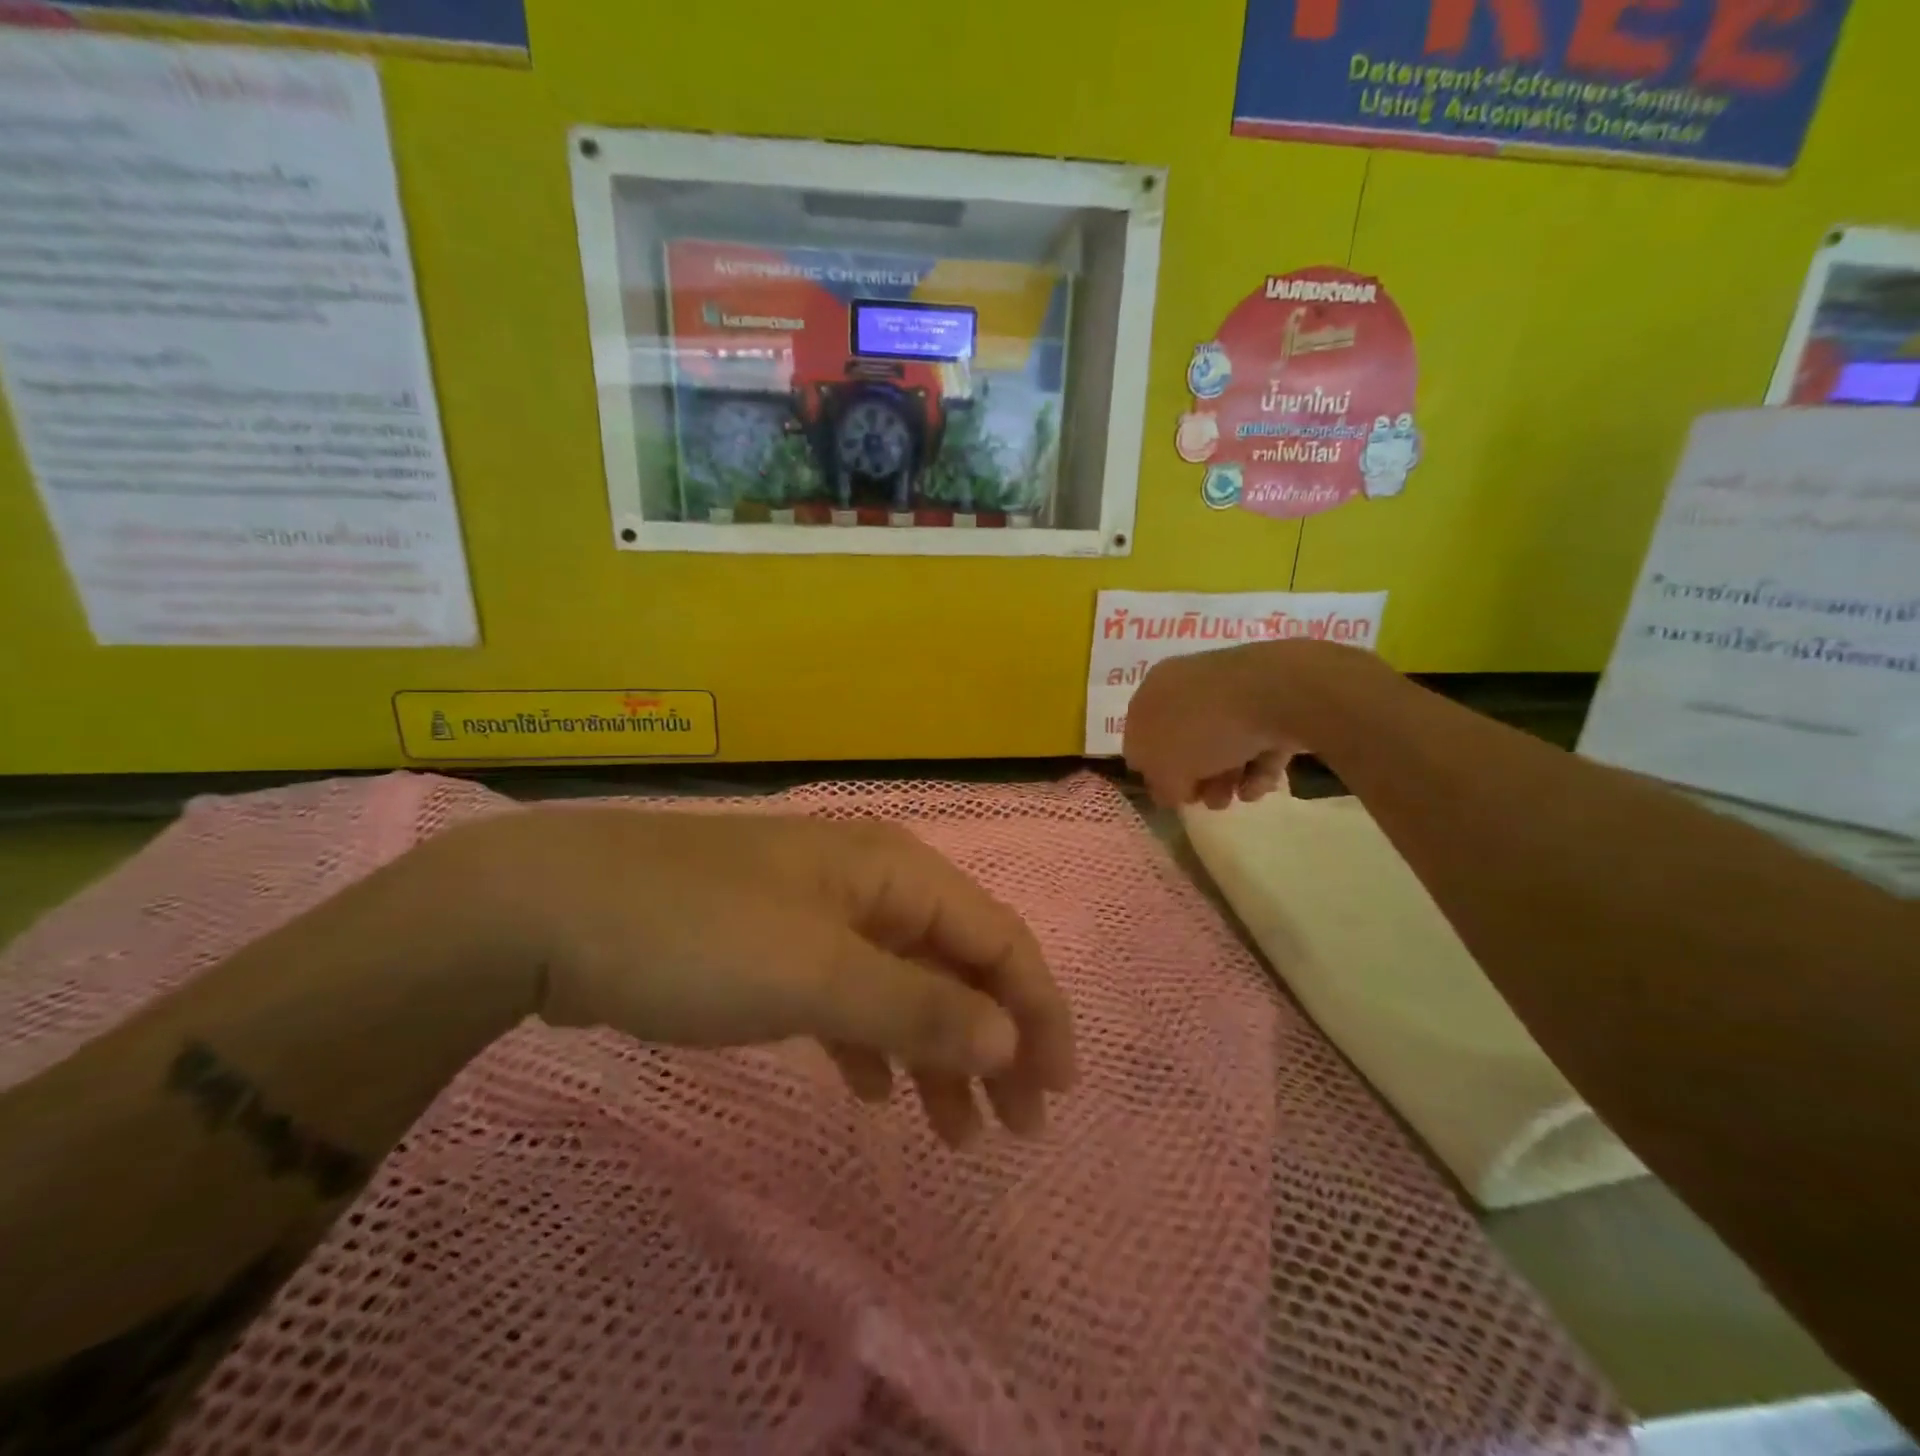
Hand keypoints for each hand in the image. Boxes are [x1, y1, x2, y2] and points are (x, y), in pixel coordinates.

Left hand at [446, 809, 1076, 1146]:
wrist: (551, 910)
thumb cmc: (698, 935)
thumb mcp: (816, 975)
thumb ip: (917, 1007)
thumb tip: (1009, 1038)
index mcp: (892, 872)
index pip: (995, 935)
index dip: (1036, 1007)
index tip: (1056, 1088)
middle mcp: (868, 885)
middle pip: (956, 962)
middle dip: (994, 1039)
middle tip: (1015, 1127)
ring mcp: (819, 915)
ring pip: (904, 985)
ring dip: (936, 1053)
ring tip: (955, 1133)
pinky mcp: (775, 948)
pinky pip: (848, 998)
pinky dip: (872, 1044)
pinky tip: (874, 1092)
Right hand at [1123, 641, 1305, 808]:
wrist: (1277, 693)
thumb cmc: (1204, 728)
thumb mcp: (1166, 769)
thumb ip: (1161, 786)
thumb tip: (1170, 791)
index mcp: (1153, 691)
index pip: (1140, 736)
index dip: (1152, 772)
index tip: (1172, 797)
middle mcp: (1187, 684)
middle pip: (1185, 741)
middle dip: (1197, 777)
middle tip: (1209, 801)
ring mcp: (1231, 689)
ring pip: (1222, 742)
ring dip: (1227, 776)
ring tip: (1238, 797)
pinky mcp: (1271, 698)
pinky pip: (1256, 737)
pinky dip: (1257, 764)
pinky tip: (1261, 783)